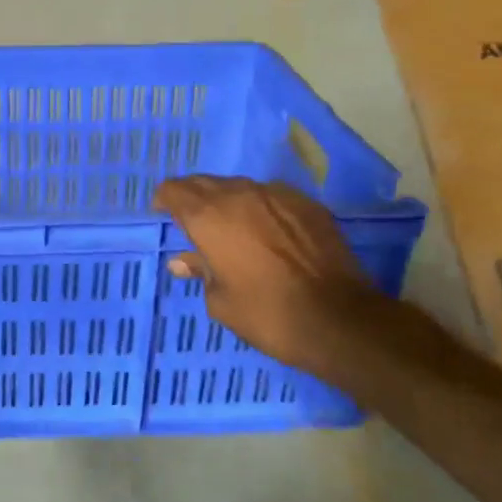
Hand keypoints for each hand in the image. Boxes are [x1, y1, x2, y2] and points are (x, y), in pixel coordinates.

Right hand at [153, 176, 382, 372]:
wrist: (338, 318)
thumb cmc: (266, 313)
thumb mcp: (220, 300)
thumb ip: (200, 271)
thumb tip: (182, 261)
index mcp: (207, 217)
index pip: (173, 190)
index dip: (165, 200)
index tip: (163, 215)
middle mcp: (238, 195)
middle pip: (204, 182)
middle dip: (193, 197)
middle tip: (192, 221)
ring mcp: (276, 195)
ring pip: (239, 187)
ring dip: (228, 201)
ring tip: (231, 226)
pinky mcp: (307, 204)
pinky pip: (272, 196)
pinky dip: (261, 208)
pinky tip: (268, 231)